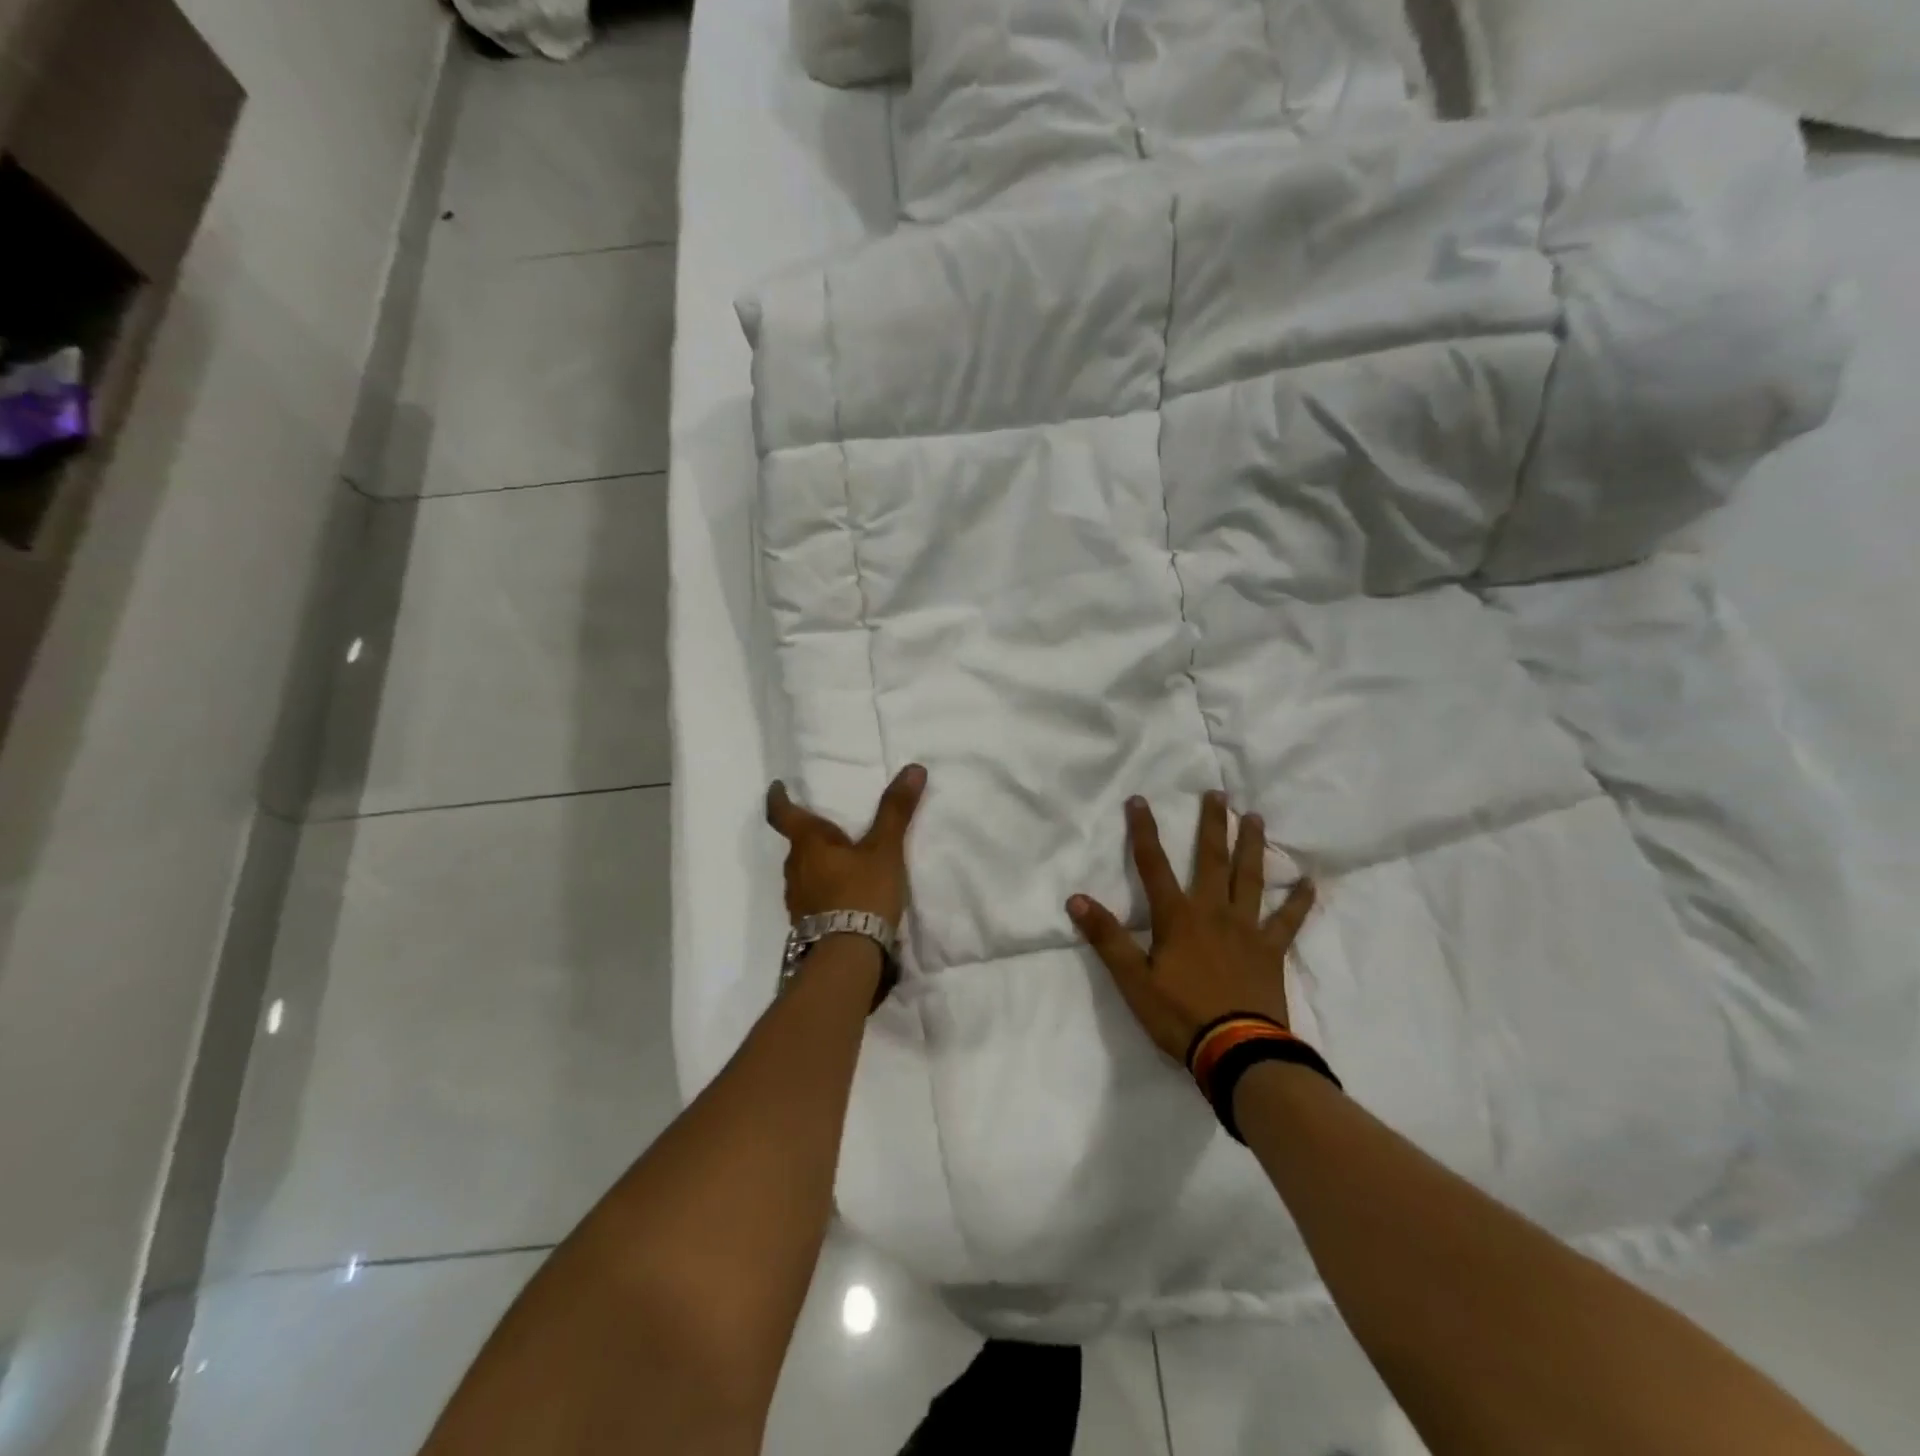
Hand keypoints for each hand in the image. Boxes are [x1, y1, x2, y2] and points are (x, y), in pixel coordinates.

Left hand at [765, 764, 926, 926]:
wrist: (848, 957)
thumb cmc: (862, 893)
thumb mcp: (885, 849)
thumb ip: (896, 810)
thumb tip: (914, 768)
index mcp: (808, 844)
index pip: (782, 814)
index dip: (779, 798)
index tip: (777, 786)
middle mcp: (794, 869)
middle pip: (797, 843)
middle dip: (812, 834)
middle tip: (833, 827)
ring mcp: (796, 899)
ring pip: (804, 871)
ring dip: (819, 863)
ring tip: (844, 861)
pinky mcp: (806, 923)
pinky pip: (812, 895)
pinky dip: (825, 888)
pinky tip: (845, 895)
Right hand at [1067, 791, 1315, 1063]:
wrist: (1237, 1052)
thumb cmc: (1180, 1015)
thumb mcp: (1133, 980)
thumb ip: (1106, 938)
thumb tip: (1076, 899)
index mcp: (1177, 917)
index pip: (1153, 865)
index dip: (1143, 831)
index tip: (1138, 800)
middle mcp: (1213, 912)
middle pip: (1211, 859)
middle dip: (1211, 824)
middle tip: (1218, 793)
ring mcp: (1247, 929)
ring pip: (1249, 878)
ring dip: (1251, 846)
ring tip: (1255, 818)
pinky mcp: (1271, 951)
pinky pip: (1288, 921)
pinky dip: (1299, 901)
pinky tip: (1310, 882)